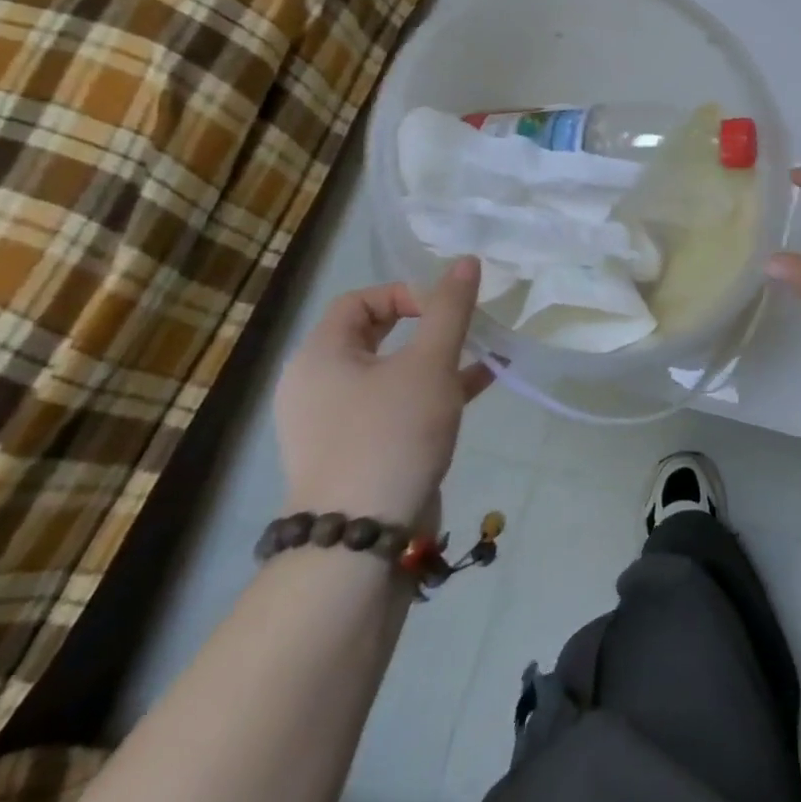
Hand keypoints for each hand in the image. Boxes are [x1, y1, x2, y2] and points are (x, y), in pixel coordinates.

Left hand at [274, 260, 494, 527]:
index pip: (359, 301)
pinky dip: (431, 391)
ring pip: (391, 372)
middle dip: (427, 325)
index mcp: (319, 357)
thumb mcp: (430, 363)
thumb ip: (450, 309)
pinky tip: (479, 385)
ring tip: (483, 353)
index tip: (445, 310)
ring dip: (437, 358)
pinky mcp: (356, 452)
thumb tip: (466, 260)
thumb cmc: (391, 434)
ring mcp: (334, 423)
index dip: (406, 293)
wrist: (360, 541)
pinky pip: (395, 405)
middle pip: (374, 334)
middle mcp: (317, 385)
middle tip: (464, 326)